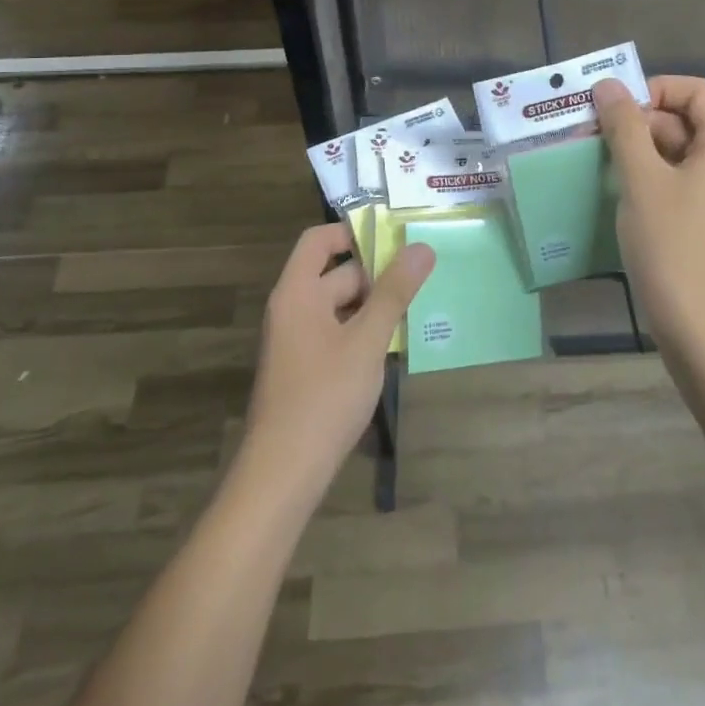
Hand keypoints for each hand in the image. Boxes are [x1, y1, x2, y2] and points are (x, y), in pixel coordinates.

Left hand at [244, 223, 434, 489]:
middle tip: (420, 276)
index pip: (320, 240)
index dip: (353, 231)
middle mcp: (292, 309)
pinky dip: (363, 332)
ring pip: (340, 307)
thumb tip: (421, 247)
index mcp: (297, 292)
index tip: (394, 238)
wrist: (283, 474)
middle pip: (335, 274)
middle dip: (376, 273)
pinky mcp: (305, 370)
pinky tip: (393, 346)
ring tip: (416, 307)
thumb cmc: (324, 396)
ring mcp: (297, 342)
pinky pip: (337, 333)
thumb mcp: (367, 340)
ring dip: (374, 305)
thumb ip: (394, 292)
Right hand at [595, 75, 704, 348]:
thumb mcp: (641, 179)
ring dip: (636, 149)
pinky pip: (674, 180)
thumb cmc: (672, 245)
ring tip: (596, 160)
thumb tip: (608, 85)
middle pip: (684, 119)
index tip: (619, 107)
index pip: (699, 91)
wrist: (699, 327)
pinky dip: (645, 176)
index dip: (659, 88)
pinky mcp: (702, 219)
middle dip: (639, 120)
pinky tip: (613, 189)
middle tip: (594, 134)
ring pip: (674, 151)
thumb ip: (624, 127)